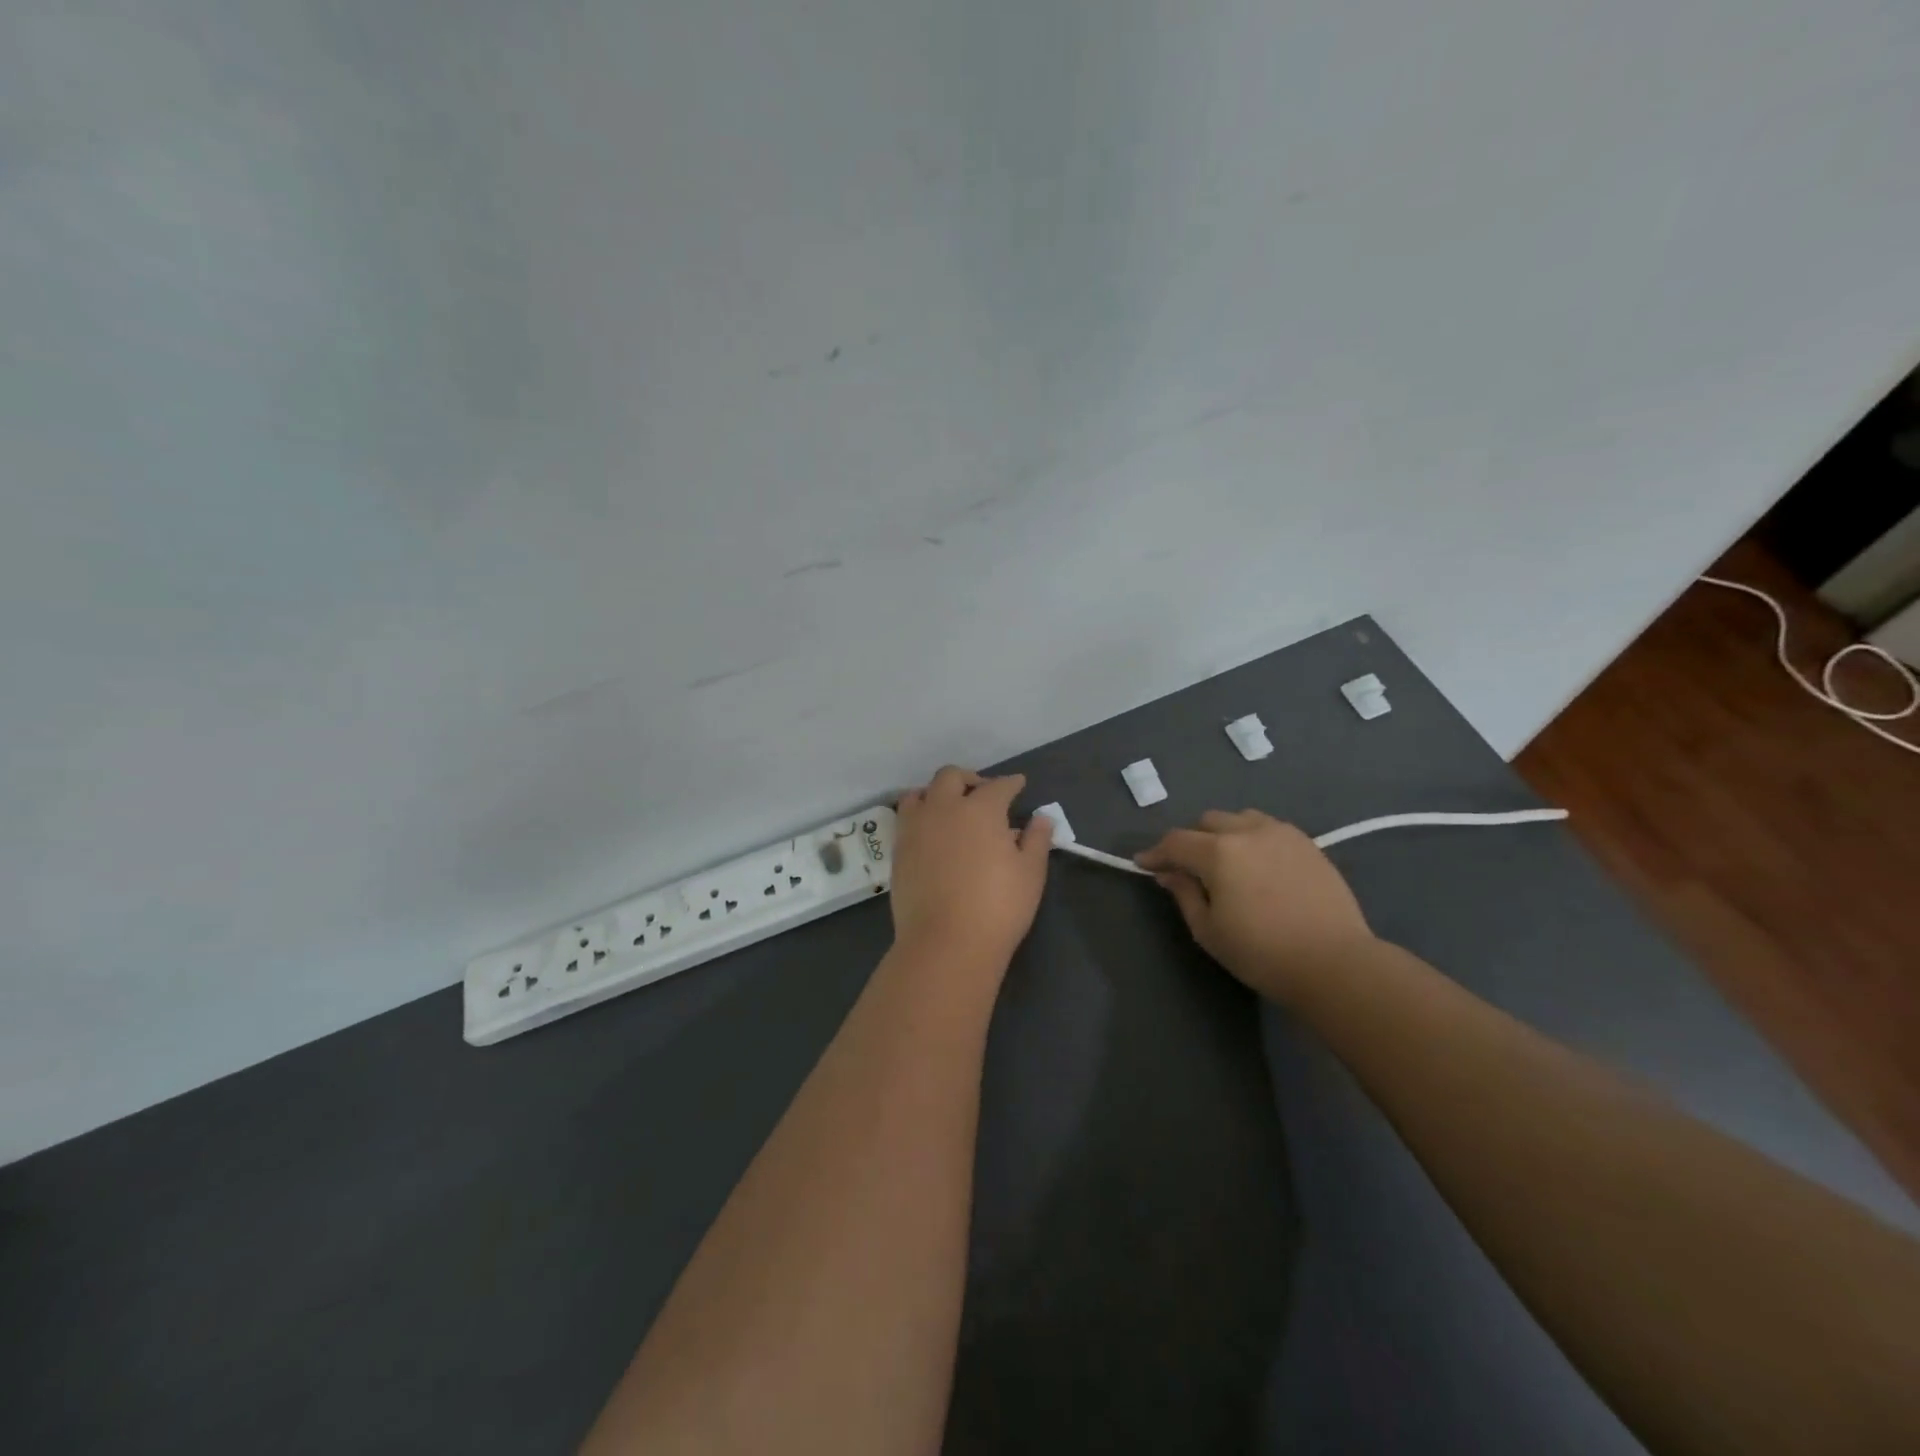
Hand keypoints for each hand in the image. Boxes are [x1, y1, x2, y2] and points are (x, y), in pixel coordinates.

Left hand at [890, 767, 1052, 967]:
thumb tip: (1041, 818)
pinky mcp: (898, 851)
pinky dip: (920, 816)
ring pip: (920, 794)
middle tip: (982, 792)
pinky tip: (930, 832)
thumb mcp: (1030, 873)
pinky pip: (906, 819)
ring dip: (936, 793)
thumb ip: (1036, 839)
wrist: (945, 943)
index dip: (1011, 783)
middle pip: (951, 777)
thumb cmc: (998, 907)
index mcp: (981, 809)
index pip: (998, 786)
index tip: (1018, 784)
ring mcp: (915, 828)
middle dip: (969, 779)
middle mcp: (944, 808)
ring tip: (948, 808)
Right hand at [1136, 810, 1374, 1004]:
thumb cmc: (1262, 953)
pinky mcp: (1308, 843)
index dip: (1156, 853)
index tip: (1144, 865)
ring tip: (1226, 861)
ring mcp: (1282, 833)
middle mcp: (1248, 831)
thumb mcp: (1209, 931)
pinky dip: (1253, 838)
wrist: (1335, 963)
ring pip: (1240, 819)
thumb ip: (1184, 894)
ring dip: (1224, 834)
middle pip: (1208, 822)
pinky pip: (1269, 828)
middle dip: (1192, 840)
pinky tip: (1257, 865)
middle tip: (1188, 868)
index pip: (1176, 842)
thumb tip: (1169, 873)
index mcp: (1218, 852)